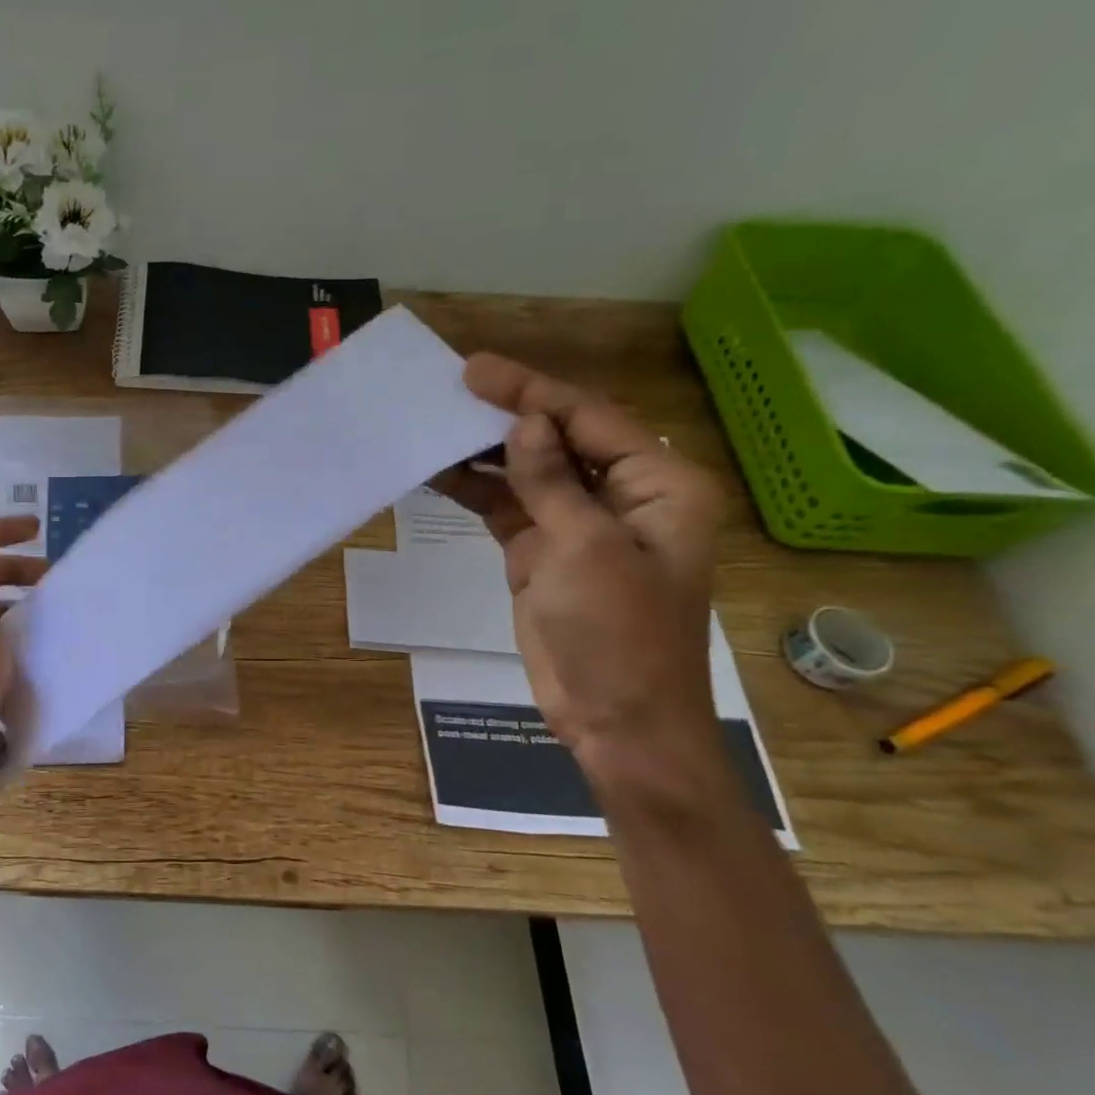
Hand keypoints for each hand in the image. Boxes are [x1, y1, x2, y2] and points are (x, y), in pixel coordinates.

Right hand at [431, 354, 723, 775]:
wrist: (616, 722)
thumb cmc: (620, 636)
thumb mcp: (587, 550)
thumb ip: (553, 482)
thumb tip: (525, 423)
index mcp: (660, 486)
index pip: (588, 420)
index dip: (531, 393)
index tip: (475, 372)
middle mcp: (623, 496)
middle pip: (558, 440)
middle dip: (505, 416)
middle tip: (449, 389)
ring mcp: (579, 526)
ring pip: (527, 473)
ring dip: (485, 453)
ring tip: (434, 427)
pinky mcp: (544, 554)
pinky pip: (508, 508)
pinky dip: (477, 491)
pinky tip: (439, 473)